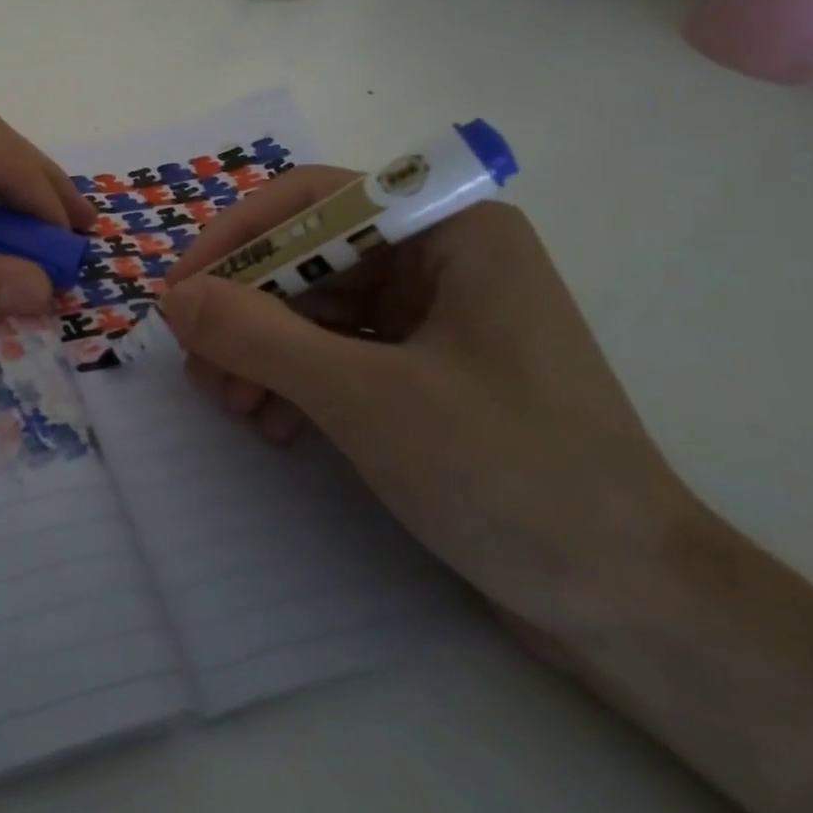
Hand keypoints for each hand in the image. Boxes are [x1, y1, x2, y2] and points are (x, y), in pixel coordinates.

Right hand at [157, 171, 699, 643]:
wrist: (636, 613)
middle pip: (309, 257)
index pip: (314, 200)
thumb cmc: (510, 476)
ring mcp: (436, 316)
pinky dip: (296, 380)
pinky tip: (274, 424)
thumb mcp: (365, 398)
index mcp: (449, 231)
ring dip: (263, 350)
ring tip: (229, 404)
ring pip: (317, 307)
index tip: (182, 291)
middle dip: (246, 309)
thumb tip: (175, 298)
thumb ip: (258, 337)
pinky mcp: (428, 370)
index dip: (238, 236)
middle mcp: (442, 259)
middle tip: (197, 363)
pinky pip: (338, 351)